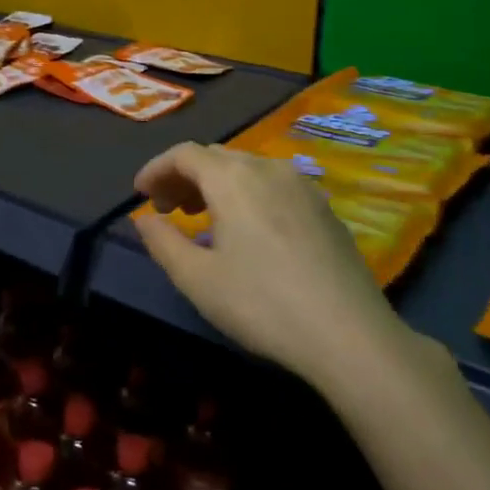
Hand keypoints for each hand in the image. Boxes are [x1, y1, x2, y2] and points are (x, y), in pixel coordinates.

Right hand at [132, 142, 399, 380]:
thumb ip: (163, 242)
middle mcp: (268, 168)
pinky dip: (248, 195)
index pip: (184, 154)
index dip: (156, 169)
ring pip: (248, 169)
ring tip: (202, 219)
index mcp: (233, 178)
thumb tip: (144, 219)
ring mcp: (303, 186)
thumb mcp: (197, 279)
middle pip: (216, 157)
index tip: (139, 194)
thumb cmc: (262, 304)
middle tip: (167, 209)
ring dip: (217, 185)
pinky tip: (248, 232)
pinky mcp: (325, 208)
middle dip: (184, 176)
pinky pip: (274, 186)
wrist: (349, 335)